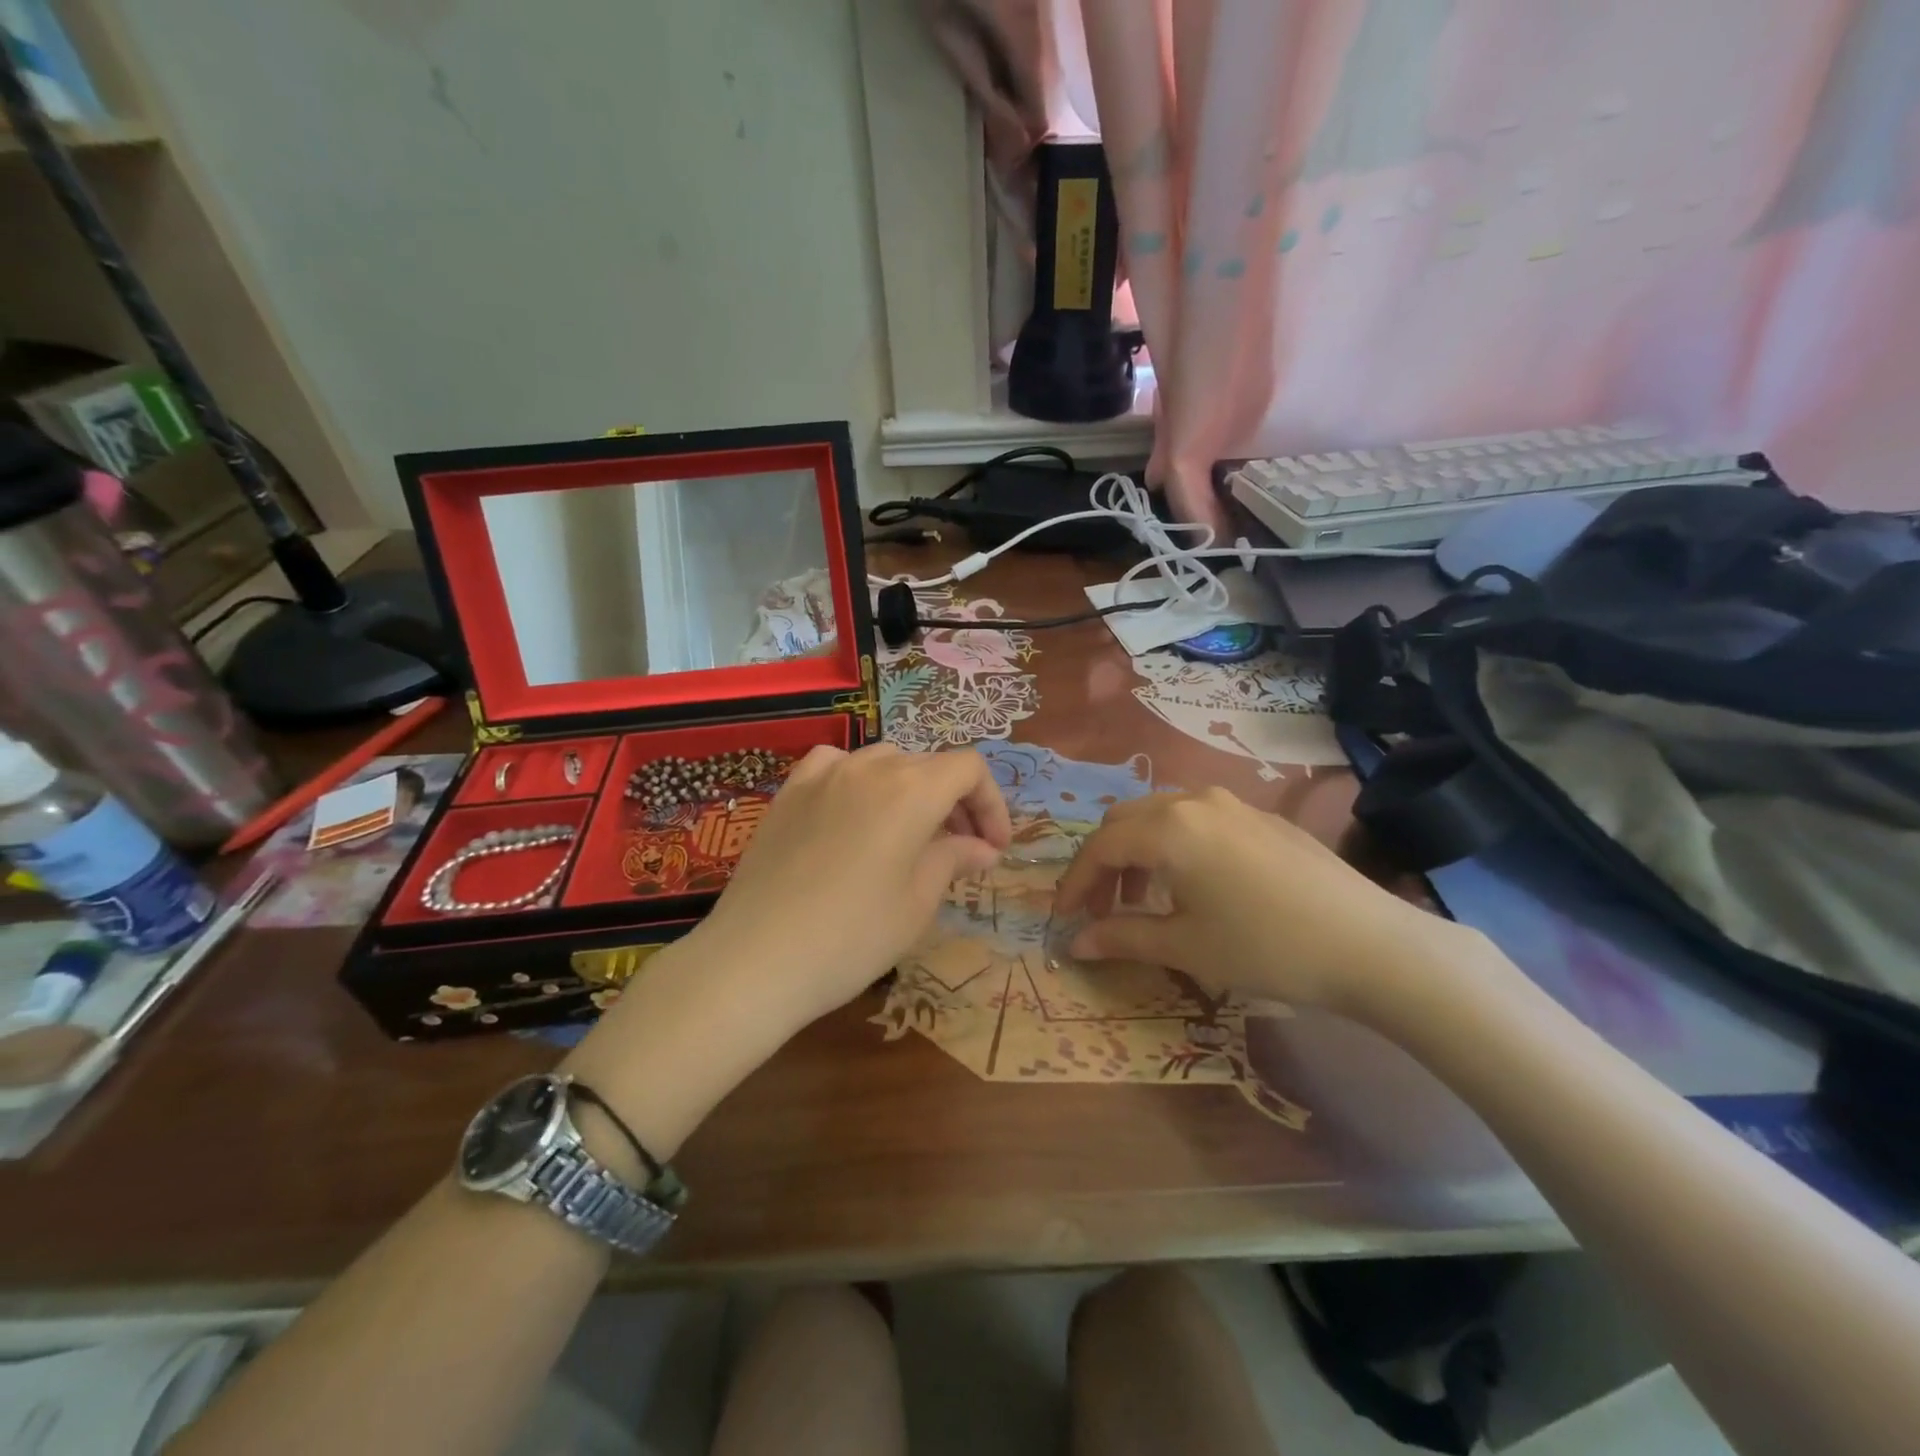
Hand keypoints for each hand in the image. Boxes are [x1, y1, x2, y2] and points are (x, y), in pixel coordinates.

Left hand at [692, 743, 1011, 1031]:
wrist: (755, 960)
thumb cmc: (852, 937)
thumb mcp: (917, 903)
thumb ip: (954, 859)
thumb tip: (982, 848)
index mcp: (912, 790)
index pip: (969, 769)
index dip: (991, 804)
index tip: (994, 848)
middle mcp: (870, 767)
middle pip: (929, 765)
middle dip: (956, 802)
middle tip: (962, 850)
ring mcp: (823, 775)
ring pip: (884, 762)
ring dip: (911, 790)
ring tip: (911, 835)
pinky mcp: (788, 792)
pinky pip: (834, 765)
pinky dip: (858, 780)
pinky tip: (854, 811)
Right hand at [1053, 787, 1469, 1018]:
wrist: (1370, 945)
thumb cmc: (1265, 947)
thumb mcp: (1185, 947)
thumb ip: (1121, 937)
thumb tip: (1075, 943)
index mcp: (1168, 828)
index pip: (1100, 847)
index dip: (1074, 883)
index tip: (1062, 919)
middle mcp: (1194, 801)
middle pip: (1124, 821)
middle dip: (1103, 864)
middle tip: (1101, 911)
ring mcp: (1232, 804)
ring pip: (1160, 815)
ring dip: (1137, 852)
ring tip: (1144, 901)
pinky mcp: (1262, 817)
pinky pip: (1196, 820)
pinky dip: (1172, 846)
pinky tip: (1192, 886)